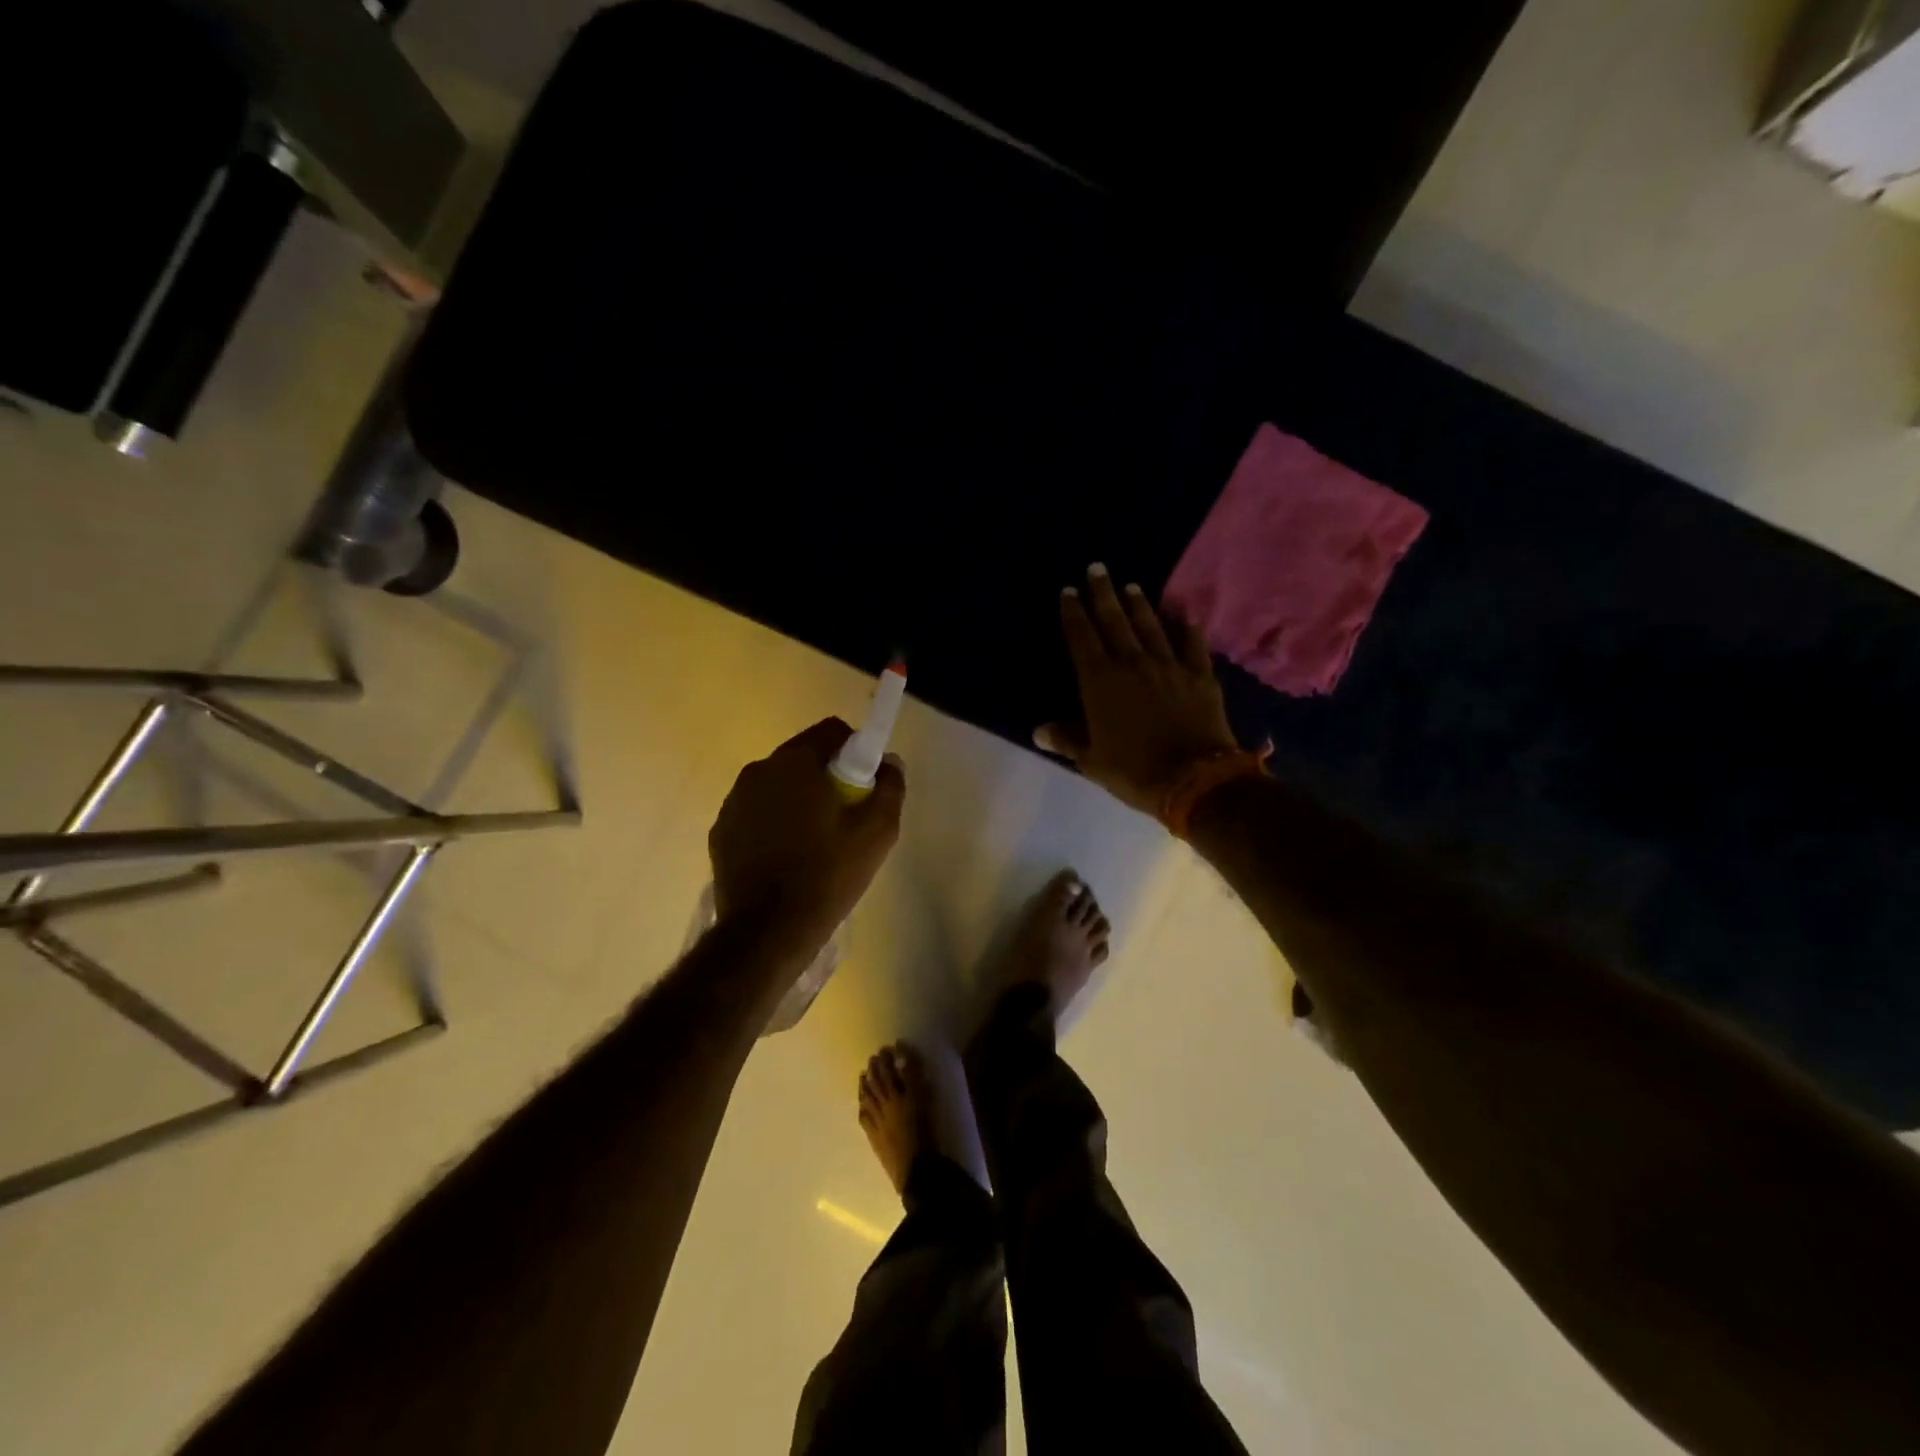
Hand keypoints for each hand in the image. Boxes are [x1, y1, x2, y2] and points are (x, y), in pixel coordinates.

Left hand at [709, 718, 905, 961]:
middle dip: (828, 776)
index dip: (856, 750)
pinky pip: (757, 812)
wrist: (768, 931)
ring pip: (778, 785)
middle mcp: (758, 770)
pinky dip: (774, 823)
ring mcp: (734, 801)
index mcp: (795, 762)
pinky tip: (787, 858)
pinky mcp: (721, 831)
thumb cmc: (828, 874)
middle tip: (846, 816)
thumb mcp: (877, 831)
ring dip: (799, 799)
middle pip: (804, 756)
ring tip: (816, 842)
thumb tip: (889, 761)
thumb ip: (889, 786)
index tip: (866, 784)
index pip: (832, 730)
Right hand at [1035, 564, 1239, 815]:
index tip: (1068, 591)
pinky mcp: (1200, 677)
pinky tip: (1186, 616)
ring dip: (1139, 605)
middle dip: (1103, 594)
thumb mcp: (1091, 761)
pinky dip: (1189, 630)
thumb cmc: (1133, 771)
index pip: (1082, 638)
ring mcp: (1169, 667)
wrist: (1194, 781)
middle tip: (1097, 568)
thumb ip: (1066, 739)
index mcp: (1100, 682)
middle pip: (1115, 622)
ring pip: (1151, 627)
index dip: (1073, 614)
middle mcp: (1132, 664)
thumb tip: (1039, 731)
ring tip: (1132, 586)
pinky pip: (1193, 646)